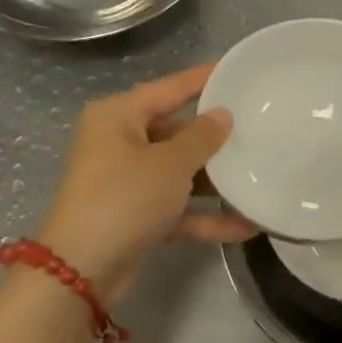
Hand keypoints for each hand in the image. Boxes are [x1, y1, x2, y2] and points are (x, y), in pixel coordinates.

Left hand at [35, 62, 255, 303]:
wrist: (80, 274)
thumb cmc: (124, 199)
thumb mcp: (170, 163)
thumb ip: (202, 137)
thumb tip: (222, 115)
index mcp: (118, 116)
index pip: (170, 88)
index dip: (204, 78)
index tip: (237, 68)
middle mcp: (119, 143)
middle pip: (176, 130)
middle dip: (215, 136)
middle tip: (259, 124)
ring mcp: (127, 182)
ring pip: (179, 171)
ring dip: (215, 179)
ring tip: (260, 171)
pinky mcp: (135, 217)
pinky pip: (177, 207)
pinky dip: (206, 215)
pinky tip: (247, 224)